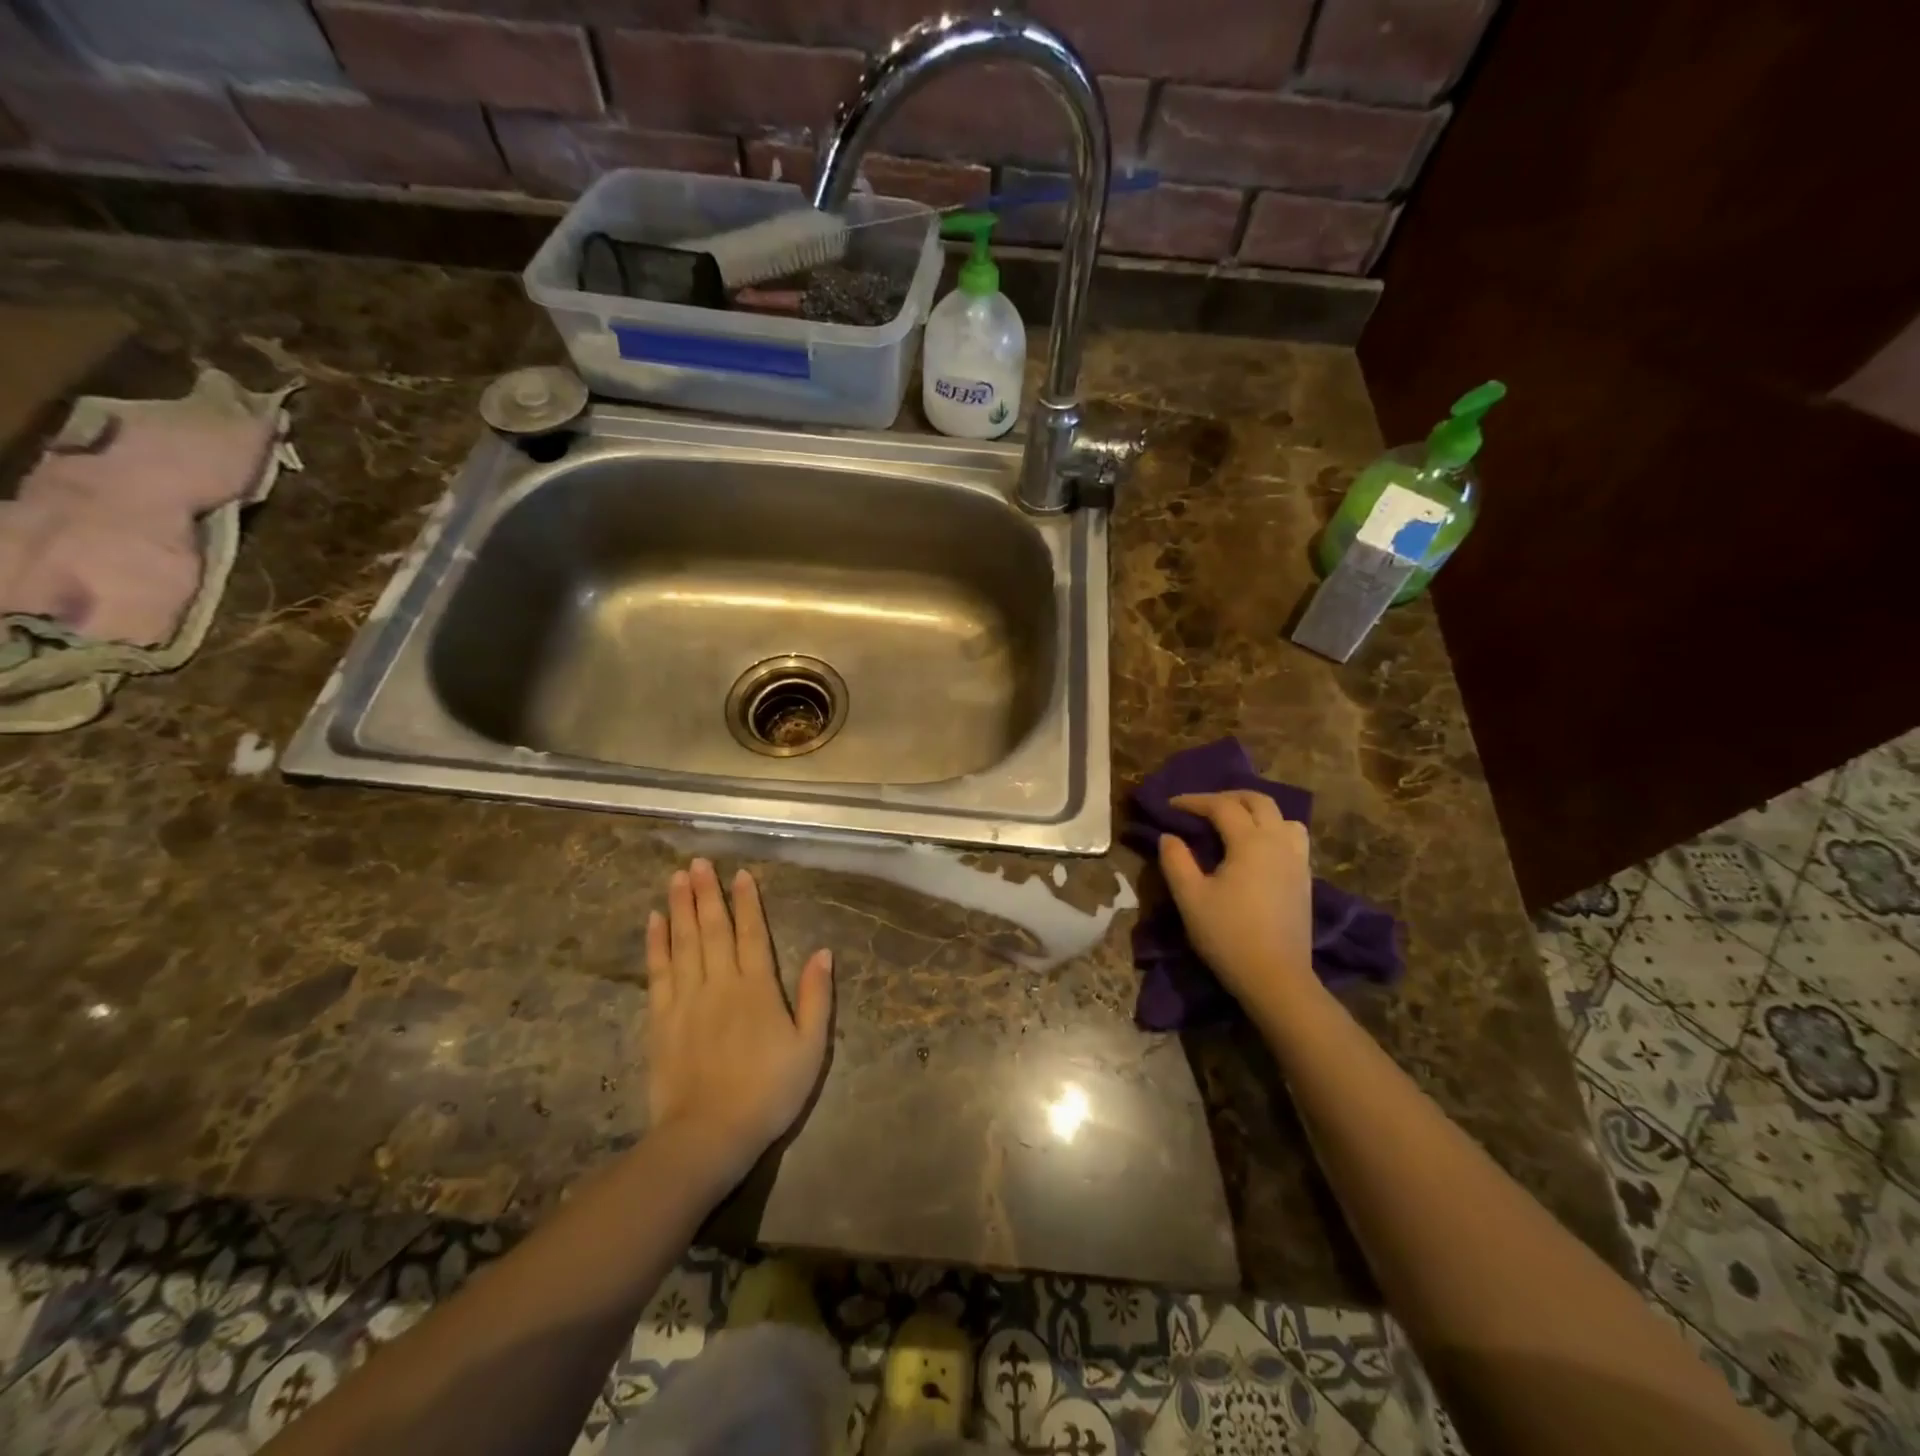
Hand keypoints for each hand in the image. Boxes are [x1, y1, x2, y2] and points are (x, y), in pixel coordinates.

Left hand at [645, 859, 833, 1179]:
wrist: (709, 1134)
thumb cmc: (768, 1092)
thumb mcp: (810, 1048)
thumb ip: (816, 997)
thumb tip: (823, 952)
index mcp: (758, 988)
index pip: (753, 933)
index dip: (747, 902)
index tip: (740, 874)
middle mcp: (721, 983)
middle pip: (713, 929)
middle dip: (707, 893)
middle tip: (699, 862)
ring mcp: (687, 999)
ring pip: (684, 942)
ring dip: (680, 907)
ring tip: (677, 877)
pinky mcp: (661, 1019)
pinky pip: (658, 971)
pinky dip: (656, 943)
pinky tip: (654, 921)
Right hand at [1158, 792, 1314, 1021]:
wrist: (1276, 977)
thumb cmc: (1228, 935)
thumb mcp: (1190, 898)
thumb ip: (1176, 861)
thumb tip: (1169, 837)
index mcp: (1250, 842)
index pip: (1221, 806)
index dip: (1194, 801)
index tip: (1171, 805)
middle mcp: (1278, 842)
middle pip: (1259, 801)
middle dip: (1228, 797)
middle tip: (1202, 807)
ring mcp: (1297, 861)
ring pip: (1283, 817)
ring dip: (1257, 812)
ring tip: (1235, 824)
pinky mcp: (1305, 880)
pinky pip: (1293, 839)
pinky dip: (1272, 831)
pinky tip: (1256, 851)